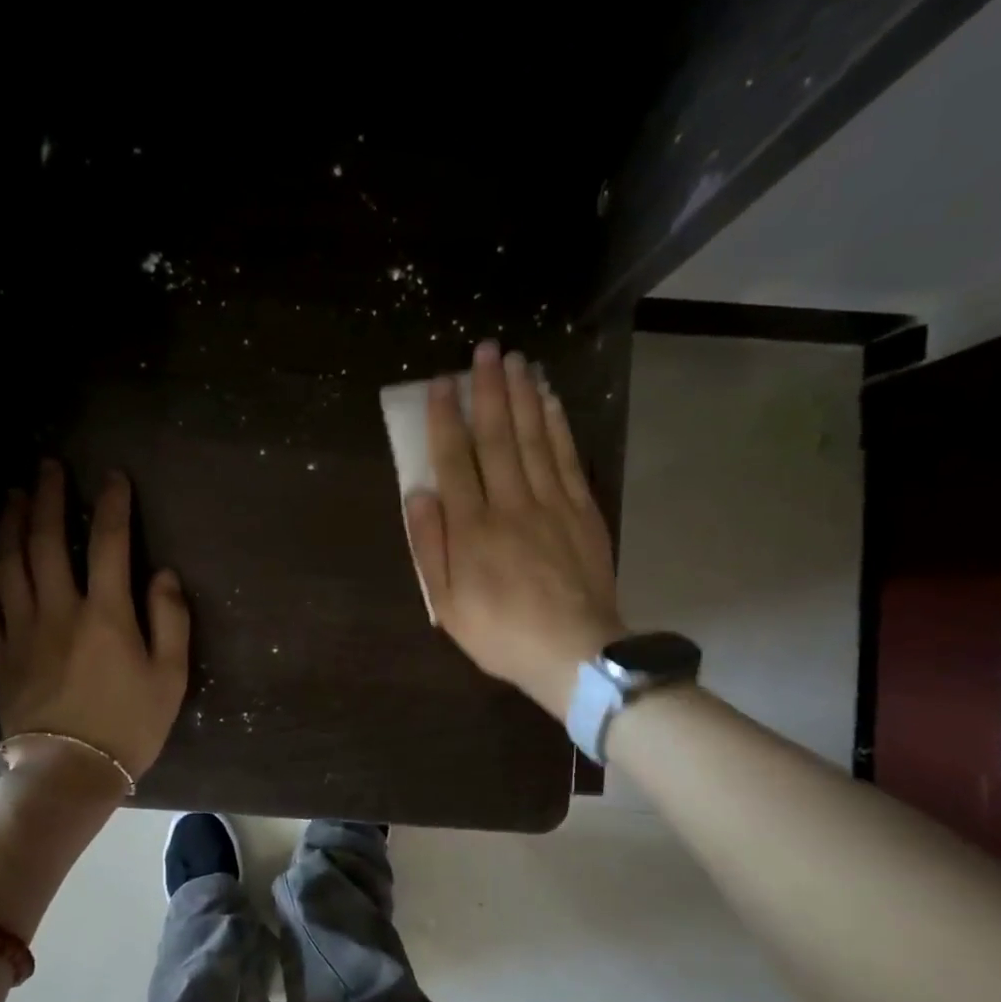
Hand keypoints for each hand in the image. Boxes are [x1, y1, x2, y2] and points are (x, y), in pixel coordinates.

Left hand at [0, 461, 189, 784]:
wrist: (71, 774)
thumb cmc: (129, 726)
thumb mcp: (170, 677)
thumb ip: (170, 620)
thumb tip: (163, 573)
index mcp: (105, 615)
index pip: (108, 544)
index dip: (112, 505)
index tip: (113, 477)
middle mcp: (58, 612)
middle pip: (45, 542)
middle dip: (47, 497)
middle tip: (47, 466)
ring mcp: (21, 633)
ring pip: (7, 566)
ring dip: (8, 525)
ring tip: (12, 496)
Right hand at [404, 339, 625, 721]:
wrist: (573, 651)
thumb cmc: (499, 632)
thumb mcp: (446, 603)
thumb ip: (431, 547)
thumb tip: (419, 493)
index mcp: (472, 528)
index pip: (454, 460)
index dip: (445, 418)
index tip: (440, 383)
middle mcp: (510, 504)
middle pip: (496, 437)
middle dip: (488, 390)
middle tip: (486, 349)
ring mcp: (551, 503)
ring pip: (534, 438)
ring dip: (523, 396)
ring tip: (517, 360)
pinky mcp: (581, 510)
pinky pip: (567, 458)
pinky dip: (557, 425)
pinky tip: (550, 400)